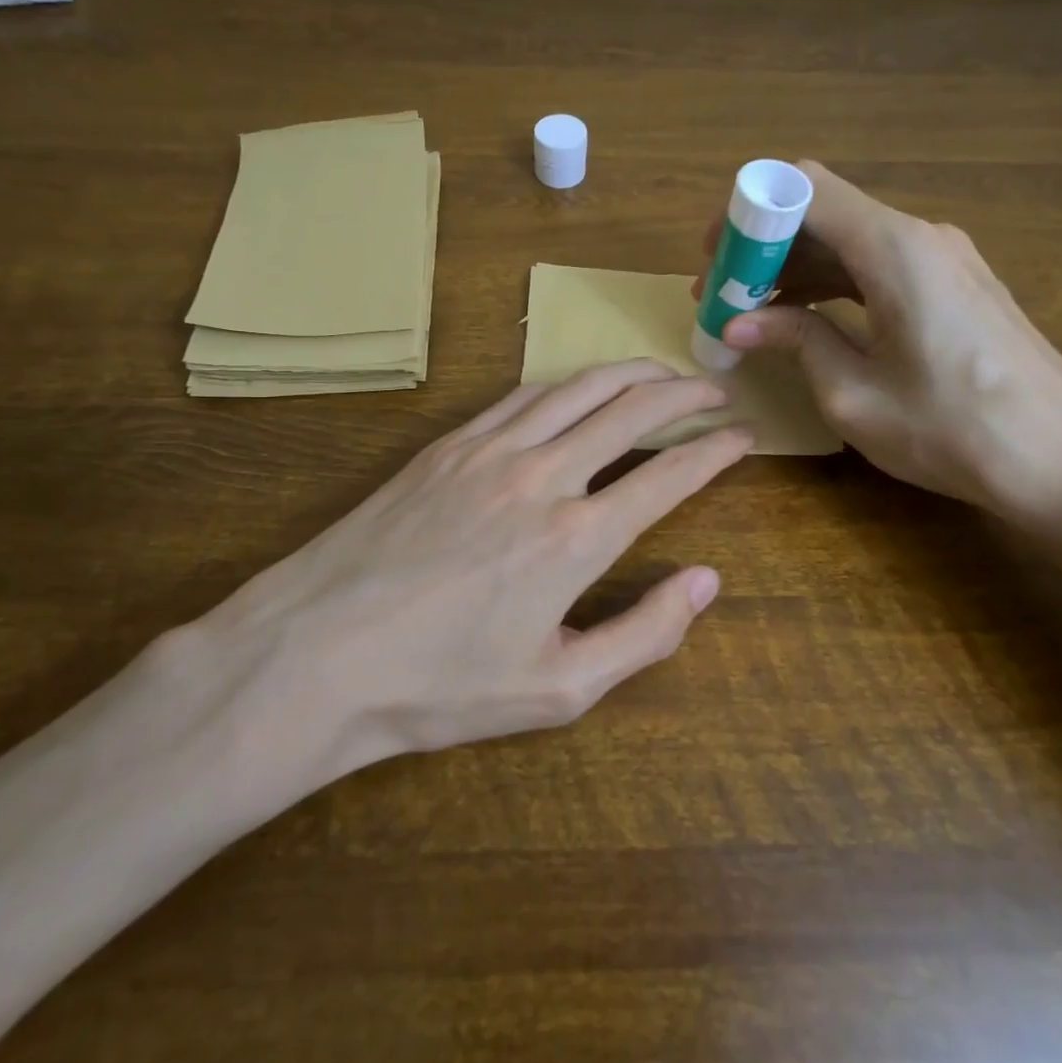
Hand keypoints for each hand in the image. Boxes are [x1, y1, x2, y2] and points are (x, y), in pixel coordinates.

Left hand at [180, 360, 750, 824]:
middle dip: (683, 392)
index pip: (668, 475)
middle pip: (631, 410)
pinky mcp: (448, 444)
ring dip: (629, 374)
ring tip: (661, 373)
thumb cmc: (439, 685)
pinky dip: (567, 383)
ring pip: (578, 388)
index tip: (744, 435)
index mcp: (577, 539)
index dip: (716, 449)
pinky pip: (522, 395)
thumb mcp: (557, 689)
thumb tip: (707, 581)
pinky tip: (579, 387)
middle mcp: (542, 477)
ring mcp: (490, 451)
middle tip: (714, 389)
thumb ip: (644, 633)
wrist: (317, 652)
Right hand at [698, 161, 1061, 520]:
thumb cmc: (955, 431)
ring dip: (796, 269)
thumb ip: (796, 342)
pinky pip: (879, 266)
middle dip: (765, 247)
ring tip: (752, 314)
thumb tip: (739, 324)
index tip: (714, 258)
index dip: (749, 214)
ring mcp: (946, 260)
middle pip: (825, 212)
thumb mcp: (854, 394)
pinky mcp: (957, 287)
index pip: (803, 189)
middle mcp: (921, 237)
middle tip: (722, 295)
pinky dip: (834, 284)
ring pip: (851, 241)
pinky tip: (807, 320)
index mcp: (894, 249)